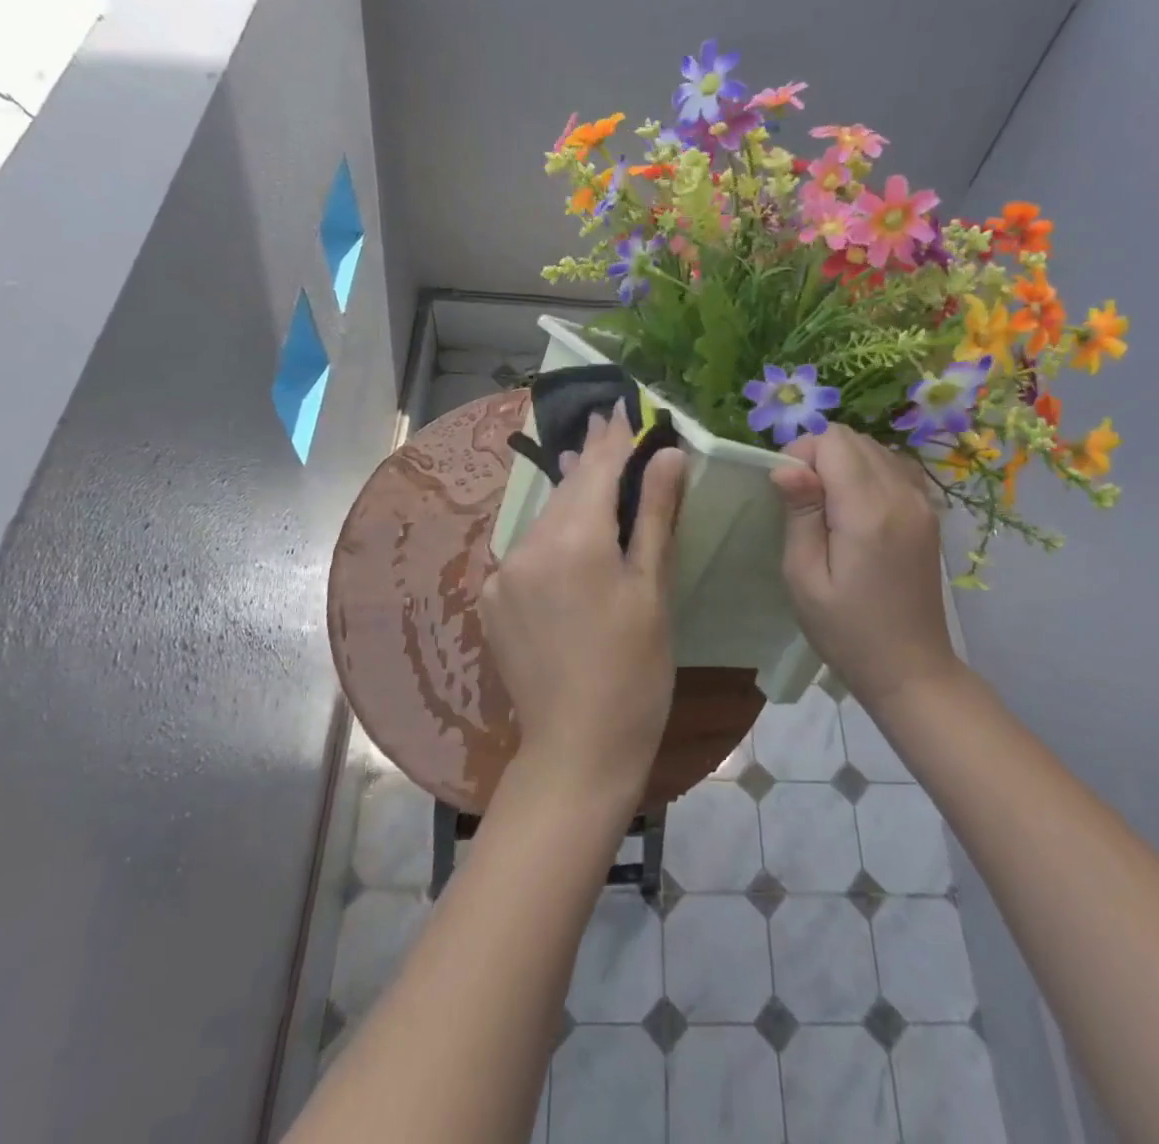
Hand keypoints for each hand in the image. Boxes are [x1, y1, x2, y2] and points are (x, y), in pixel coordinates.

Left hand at [482, 407, 687, 803]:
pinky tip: (568, 539)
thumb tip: (667, 455)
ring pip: (545, 520)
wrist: (577, 750)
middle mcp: (529, 547)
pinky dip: (550, 536)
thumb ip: (655, 516)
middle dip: (590, 460)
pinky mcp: (491, 598)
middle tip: (606, 425)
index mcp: (575, 542)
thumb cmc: (635, 673)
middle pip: (567, 491)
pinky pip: (527, 551)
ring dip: (570, 499)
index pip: (597, 472)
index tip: (620, 408)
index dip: (613, 439)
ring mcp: (503, 573)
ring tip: (589, 470)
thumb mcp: (653, 591)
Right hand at [769, 424, 961, 708]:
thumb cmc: (846, 630)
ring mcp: (922, 502)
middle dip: (820, 455)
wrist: (910, 668)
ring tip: (827, 506)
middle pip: (854, 438)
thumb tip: (787, 466)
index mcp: (869, 511)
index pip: (833, 441)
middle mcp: (902, 494)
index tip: (787, 492)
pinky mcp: (928, 512)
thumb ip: (800, 514)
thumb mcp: (805, 577)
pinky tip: (856, 506)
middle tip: (803, 502)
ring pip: (874, 448)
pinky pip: (894, 466)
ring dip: (843, 462)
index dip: (802, 454)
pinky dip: (868, 471)